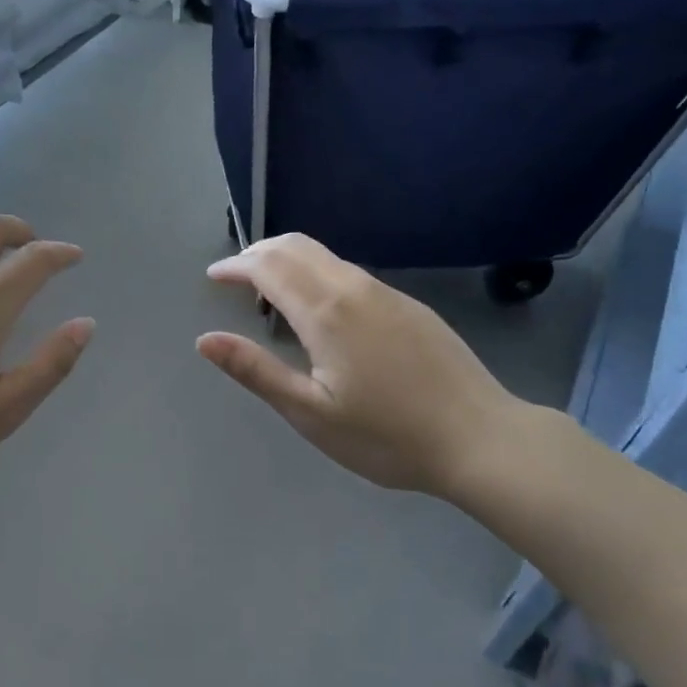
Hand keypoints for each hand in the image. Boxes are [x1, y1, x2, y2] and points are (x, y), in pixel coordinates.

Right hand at [197, 235, 522, 499]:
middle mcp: (354, 288)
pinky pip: (350, 272)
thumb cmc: (387, 436)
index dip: (236, 266)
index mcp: (325, 312)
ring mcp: (387, 293)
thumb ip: (256, 371)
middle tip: (235, 277)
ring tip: (269, 292)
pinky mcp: (409, 305)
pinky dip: (317, 273)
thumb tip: (205, 339)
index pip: (268, 266)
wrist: (481, 439)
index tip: (214, 276)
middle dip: (258, 252)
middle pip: (296, 247)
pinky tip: (319, 310)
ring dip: (288, 260)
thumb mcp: (311, 413)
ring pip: (326, 256)